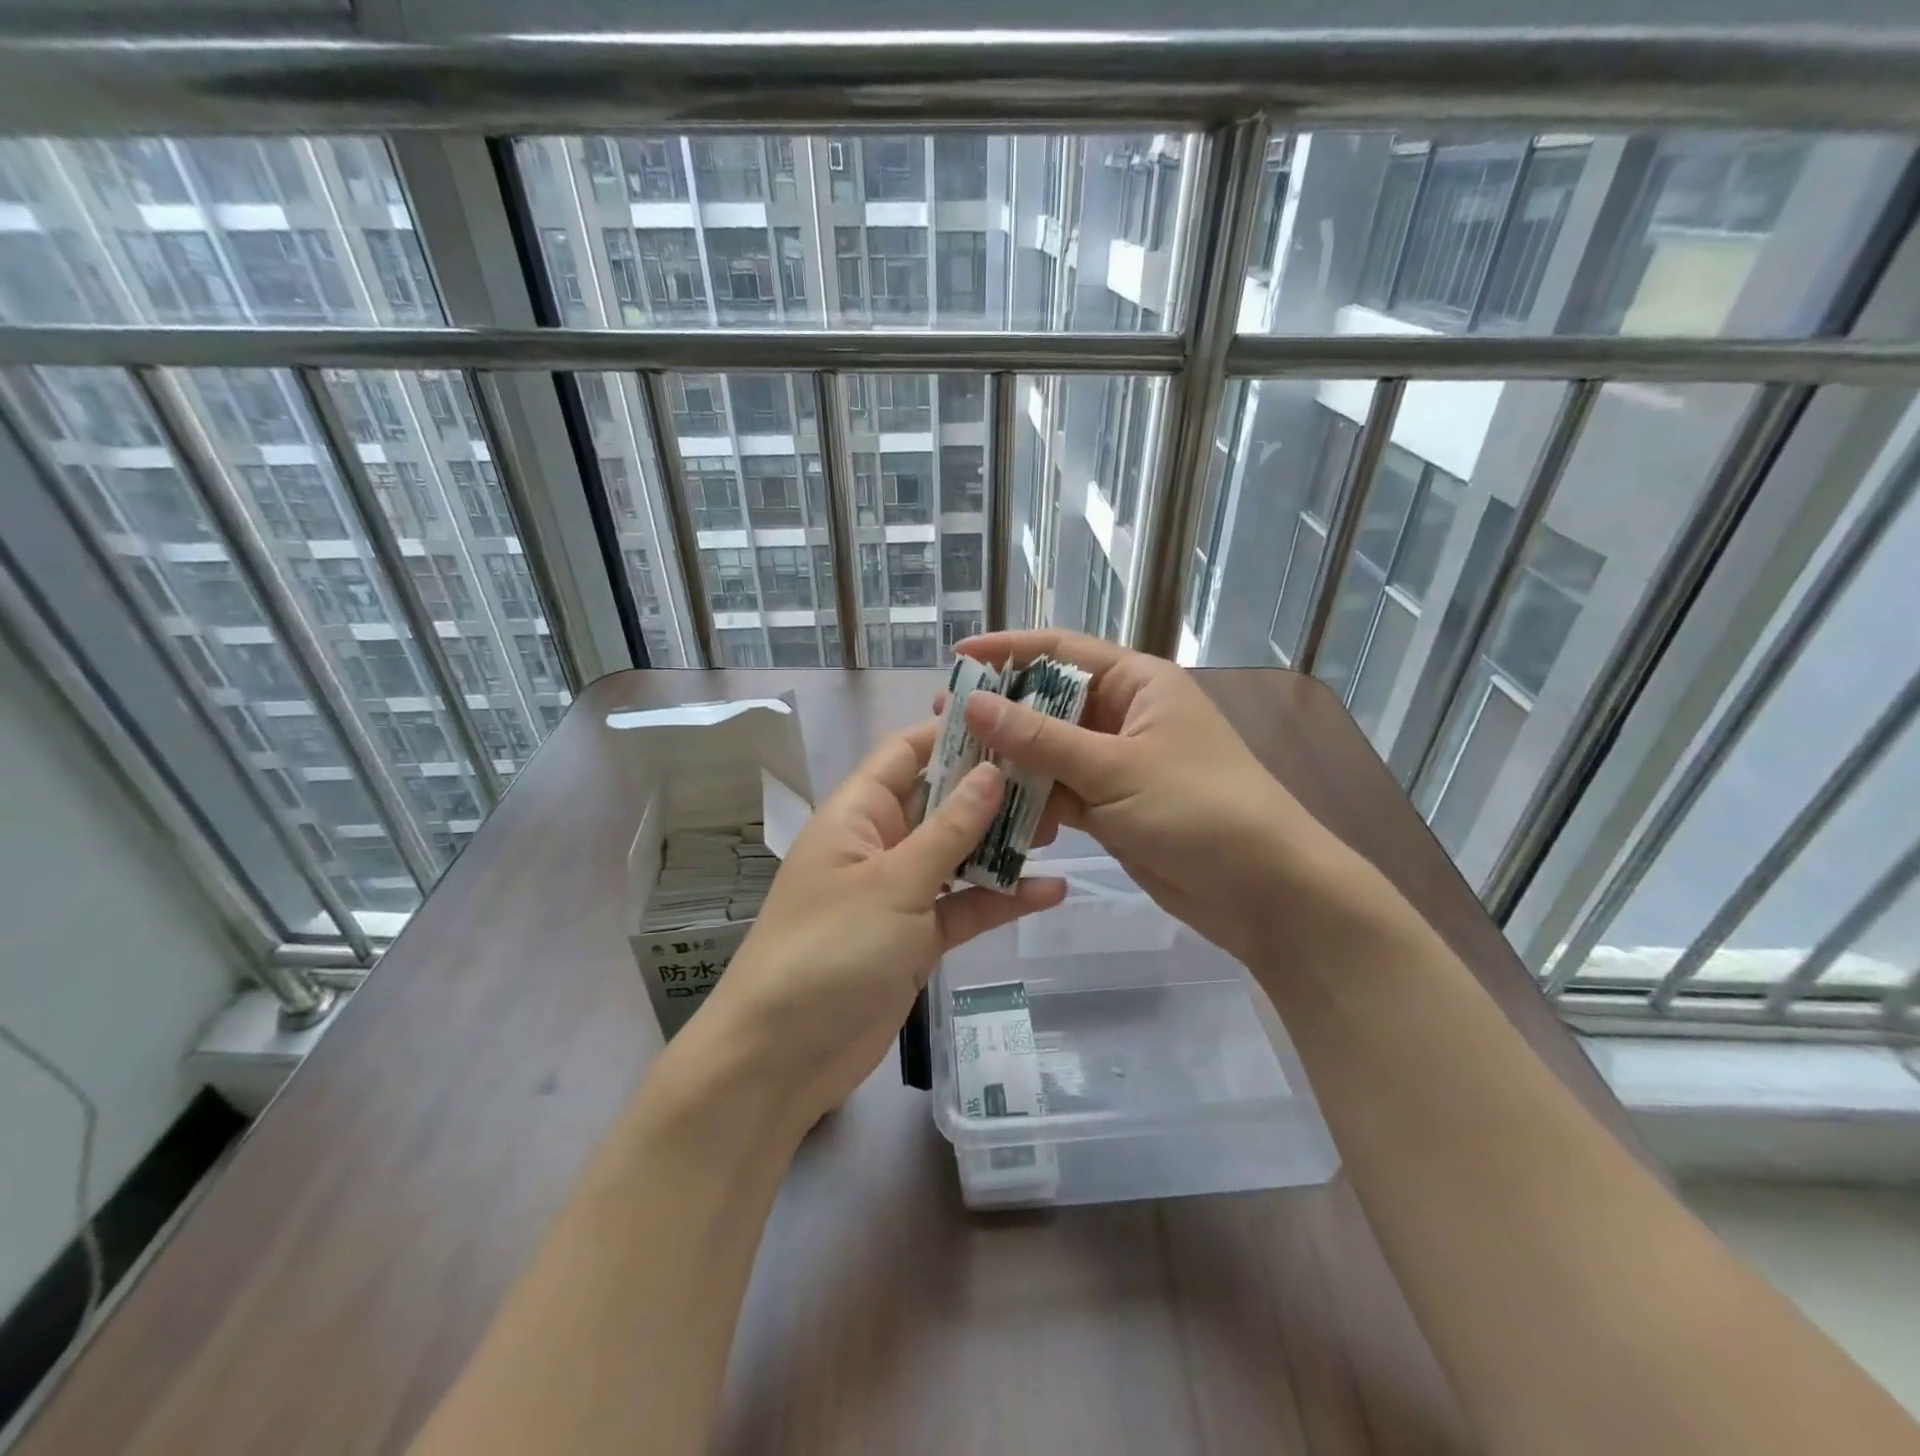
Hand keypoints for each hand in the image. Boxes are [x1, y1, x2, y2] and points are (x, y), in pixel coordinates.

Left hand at [696, 719, 1064, 1129]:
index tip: (1013, 722)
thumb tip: (993, 771)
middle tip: (1056, 778)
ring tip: (1063, 829)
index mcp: (859, 813)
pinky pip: (964, 906)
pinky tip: (1051, 891)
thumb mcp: (894, 882)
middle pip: (942, 801)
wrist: (783, 1057)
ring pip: (959, 854)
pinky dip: (1001, 899)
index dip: (954, 732)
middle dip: (993, 791)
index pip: (907, 753)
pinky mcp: (917, 937)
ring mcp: (900, 892)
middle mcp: (880, 843)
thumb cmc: (829, 950)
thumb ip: (949, 829)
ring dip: (1003, 844)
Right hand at [953, 630, 1371, 963]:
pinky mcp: (1111, 807)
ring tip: (958, 772)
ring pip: (1049, 753)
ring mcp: (1116, 764)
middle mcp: (1124, 716)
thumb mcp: (1115, 768)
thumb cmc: (1199, 808)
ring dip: (1011, 764)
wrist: (1264, 890)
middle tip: (944, 724)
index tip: (956, 659)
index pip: (1061, 652)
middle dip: (1000, 715)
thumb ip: (1040, 739)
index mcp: (1136, 684)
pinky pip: (1060, 793)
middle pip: (1049, 704)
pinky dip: (1032, 803)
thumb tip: (972, 703)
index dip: (1007, 650)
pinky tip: (998, 817)